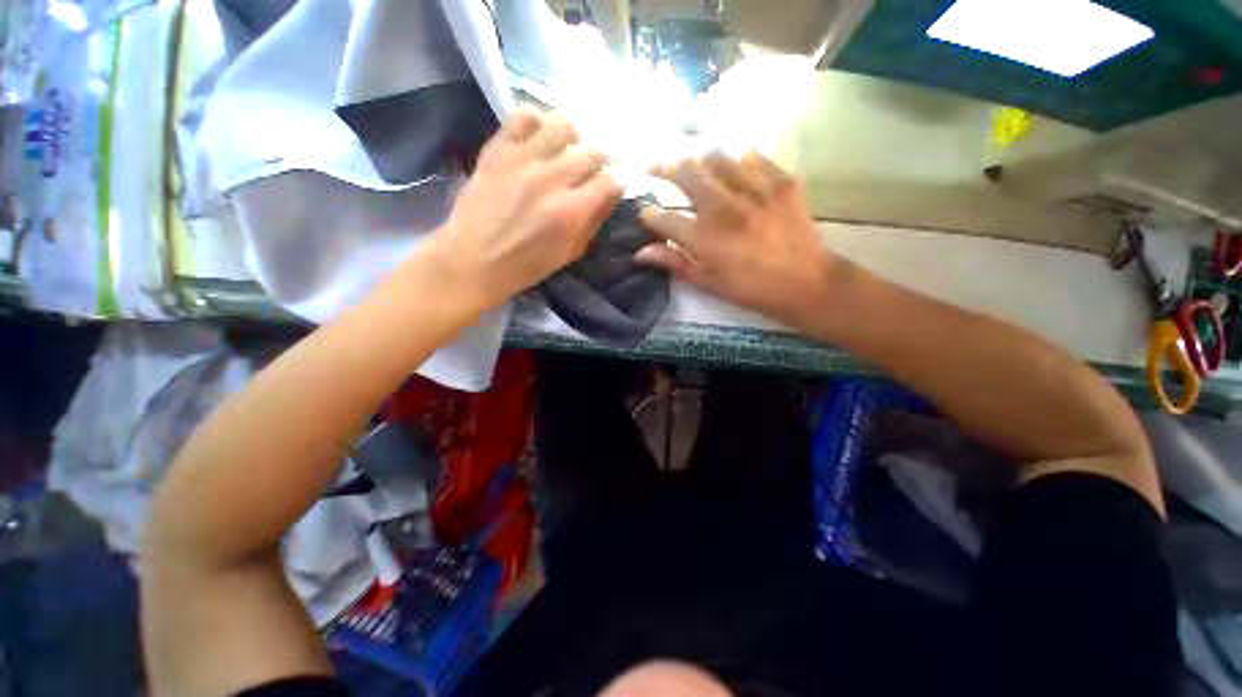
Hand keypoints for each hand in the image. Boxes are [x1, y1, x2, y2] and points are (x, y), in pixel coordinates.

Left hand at [430, 107, 623, 308]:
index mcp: (572, 211)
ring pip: (563, 126)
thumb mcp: (570, 253)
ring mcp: (523, 159)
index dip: (615, 185)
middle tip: (590, 173)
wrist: (473, 259)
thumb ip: (593, 222)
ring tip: (567, 150)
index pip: (610, 182)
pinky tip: (538, 137)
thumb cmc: (527, 265)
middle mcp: (552, 179)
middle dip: (600, 162)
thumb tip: (609, 195)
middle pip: (593, 152)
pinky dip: (537, 121)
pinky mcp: (498, 149)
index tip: (609, 190)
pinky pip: (523, 116)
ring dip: (573, 138)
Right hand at [636, 151, 847, 325]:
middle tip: (654, 166)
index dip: (648, 215)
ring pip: (716, 158)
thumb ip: (674, 263)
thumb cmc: (750, 289)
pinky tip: (735, 164)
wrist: (805, 283)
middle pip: (685, 175)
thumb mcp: (708, 283)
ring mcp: (754, 191)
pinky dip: (739, 158)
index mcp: (703, 239)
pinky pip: (754, 157)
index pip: (663, 218)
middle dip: (662, 168)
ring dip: (697, 158)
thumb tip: (640, 253)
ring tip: (692, 161)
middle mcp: (723, 209)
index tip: (645, 214)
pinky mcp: (780, 182)